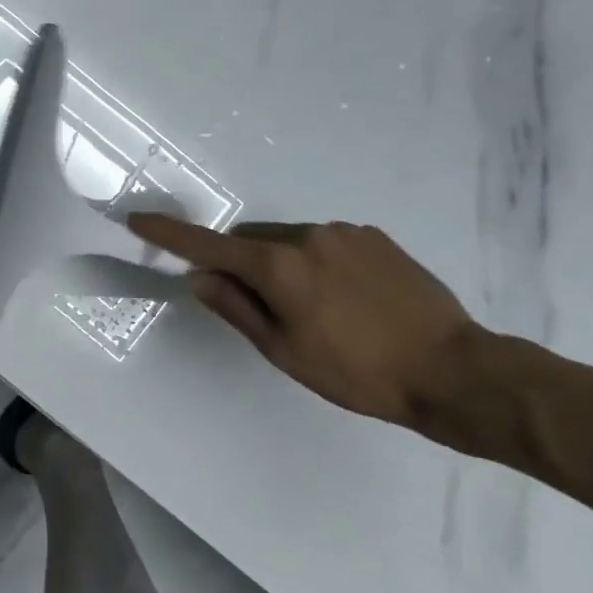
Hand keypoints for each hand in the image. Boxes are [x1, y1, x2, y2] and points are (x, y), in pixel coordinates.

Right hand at [127, 215, 479, 426]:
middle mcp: (305, 236)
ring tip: (317, 309)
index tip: (138, 220)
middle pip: (249, 239)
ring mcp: (343, 232)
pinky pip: (325, 242)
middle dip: (241, 262)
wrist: (454, 370)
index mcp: (277, 265)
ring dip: (282, 263)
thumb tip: (200, 277)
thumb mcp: (285, 351)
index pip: (207, 245)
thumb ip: (236, 307)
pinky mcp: (374, 236)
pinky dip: (317, 261)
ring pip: (288, 239)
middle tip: (262, 306)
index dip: (168, 234)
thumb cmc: (358, 372)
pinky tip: (347, 298)